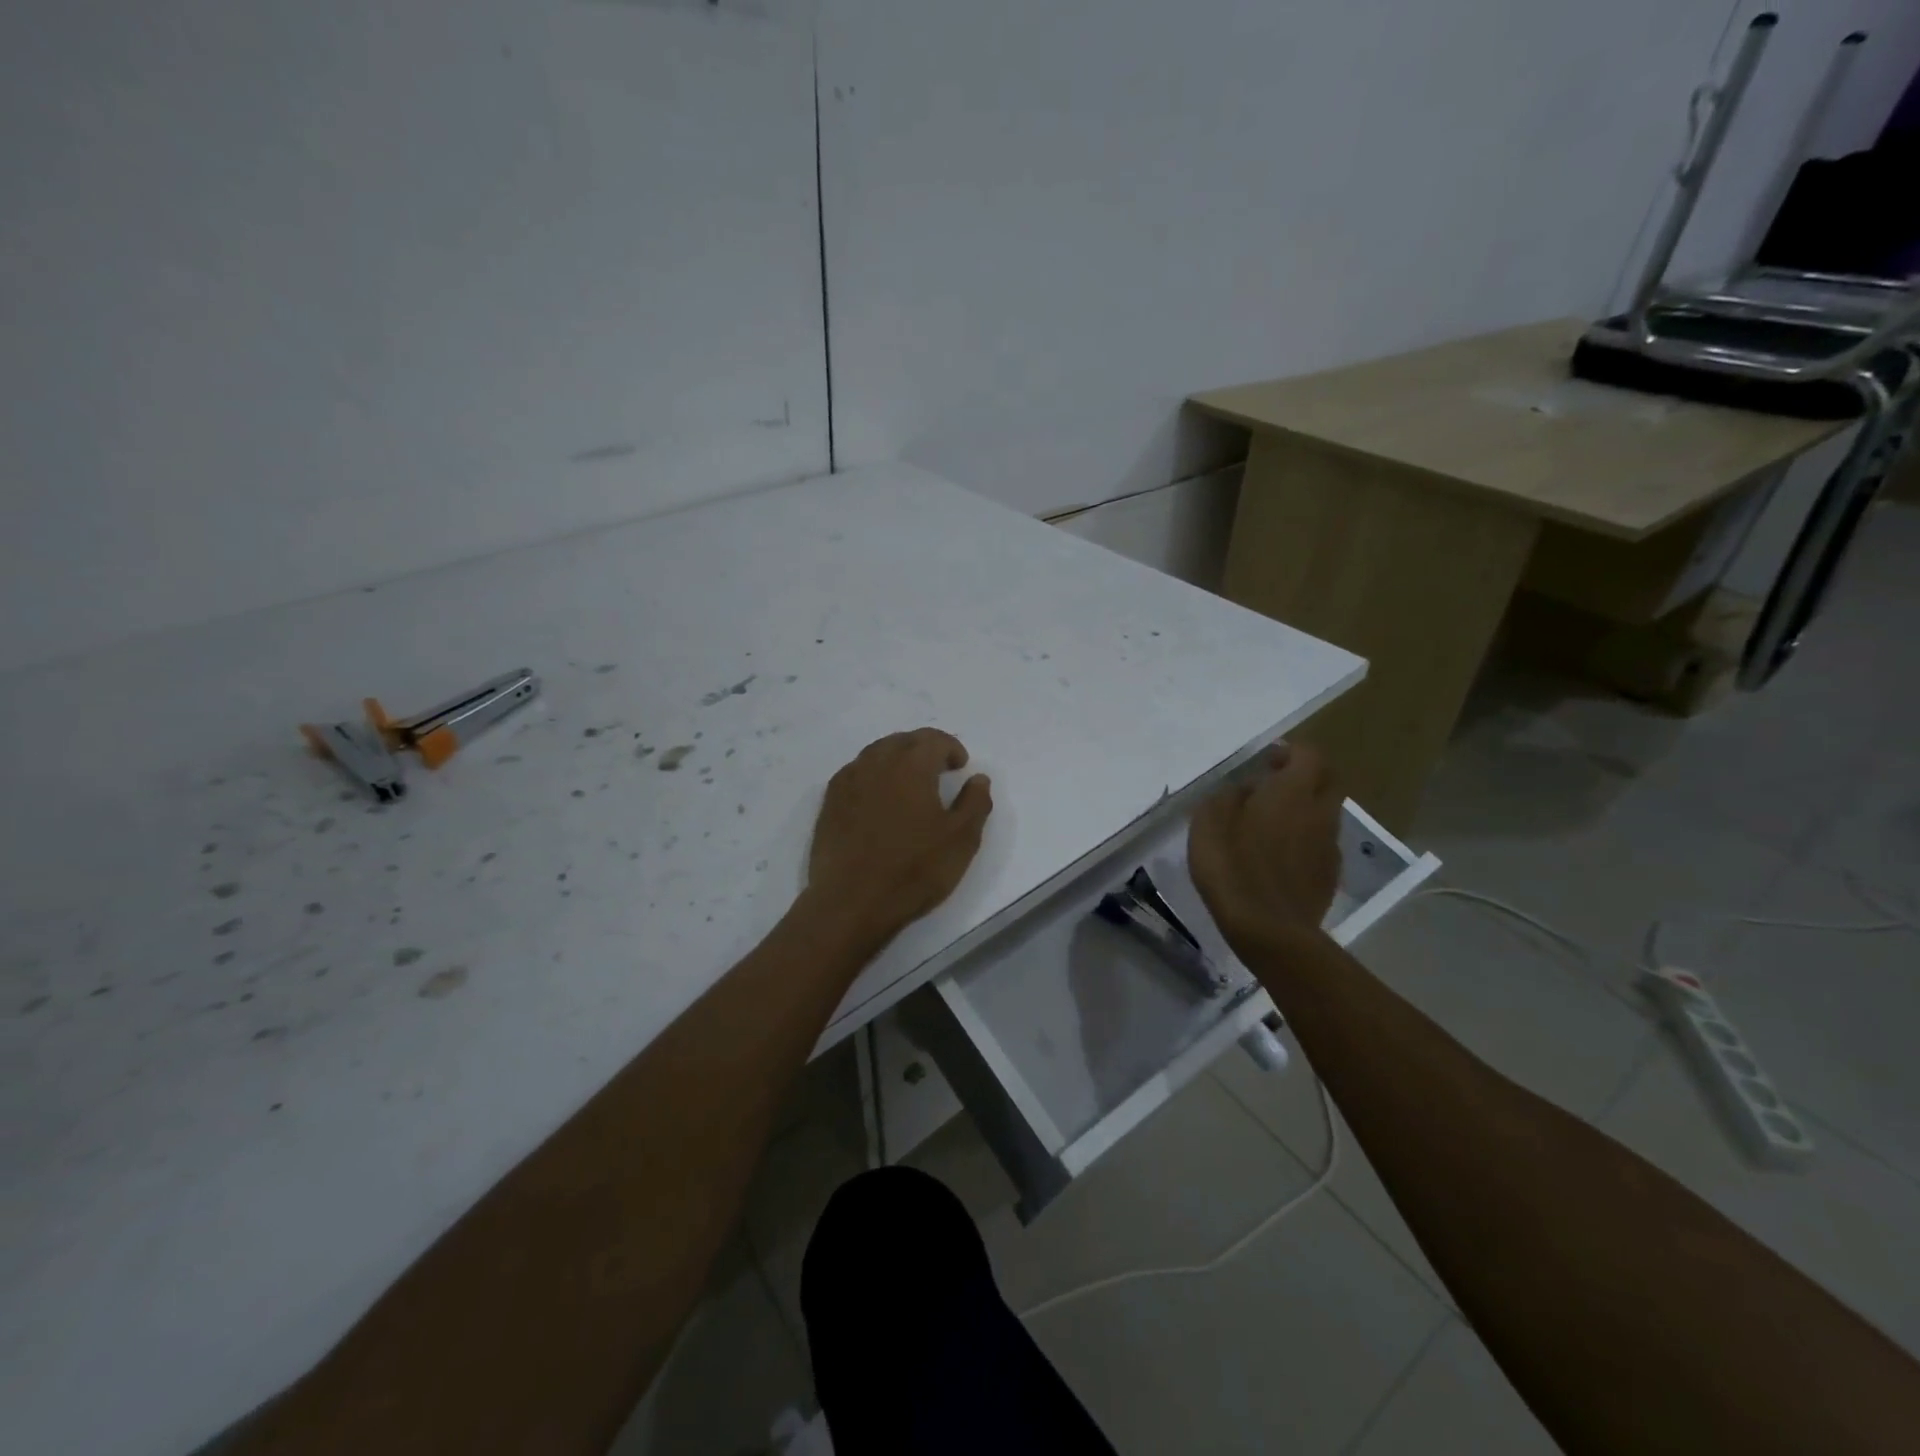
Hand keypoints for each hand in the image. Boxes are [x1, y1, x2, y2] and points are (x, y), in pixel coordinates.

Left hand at [804, 729, 993, 946]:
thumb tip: (978, 778)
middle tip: (939, 770)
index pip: (934, 740)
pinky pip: (856, 773)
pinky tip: (879, 799)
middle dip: (924, 749)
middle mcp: (876, 762)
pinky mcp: (829, 802)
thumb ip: (975, 803)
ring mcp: (848, 780)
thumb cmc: (913, 869)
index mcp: (911, 765)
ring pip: (876, 753)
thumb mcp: (961, 840)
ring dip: (897, 759)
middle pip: (903, 741)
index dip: (951, 748)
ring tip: (910, 783)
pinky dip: (873, 775)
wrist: (850, 902)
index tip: (960, 767)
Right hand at [1188, 742, 1341, 951]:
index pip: (1309, 755)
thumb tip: (1247, 789)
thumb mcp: (1209, 821)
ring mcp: (1330, 846)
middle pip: (1328, 781)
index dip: (1290, 752)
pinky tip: (1278, 857)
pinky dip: (1305, 841)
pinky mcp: (1330, 875)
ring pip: (1325, 814)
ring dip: (1304, 811)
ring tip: (1271, 825)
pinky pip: (1321, 844)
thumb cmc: (1232, 865)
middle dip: (1306, 777)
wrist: (1269, 929)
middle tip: (1275, 786)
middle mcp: (1320, 812)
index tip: (1267, 762)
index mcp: (1292, 792)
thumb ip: (1229, 796)